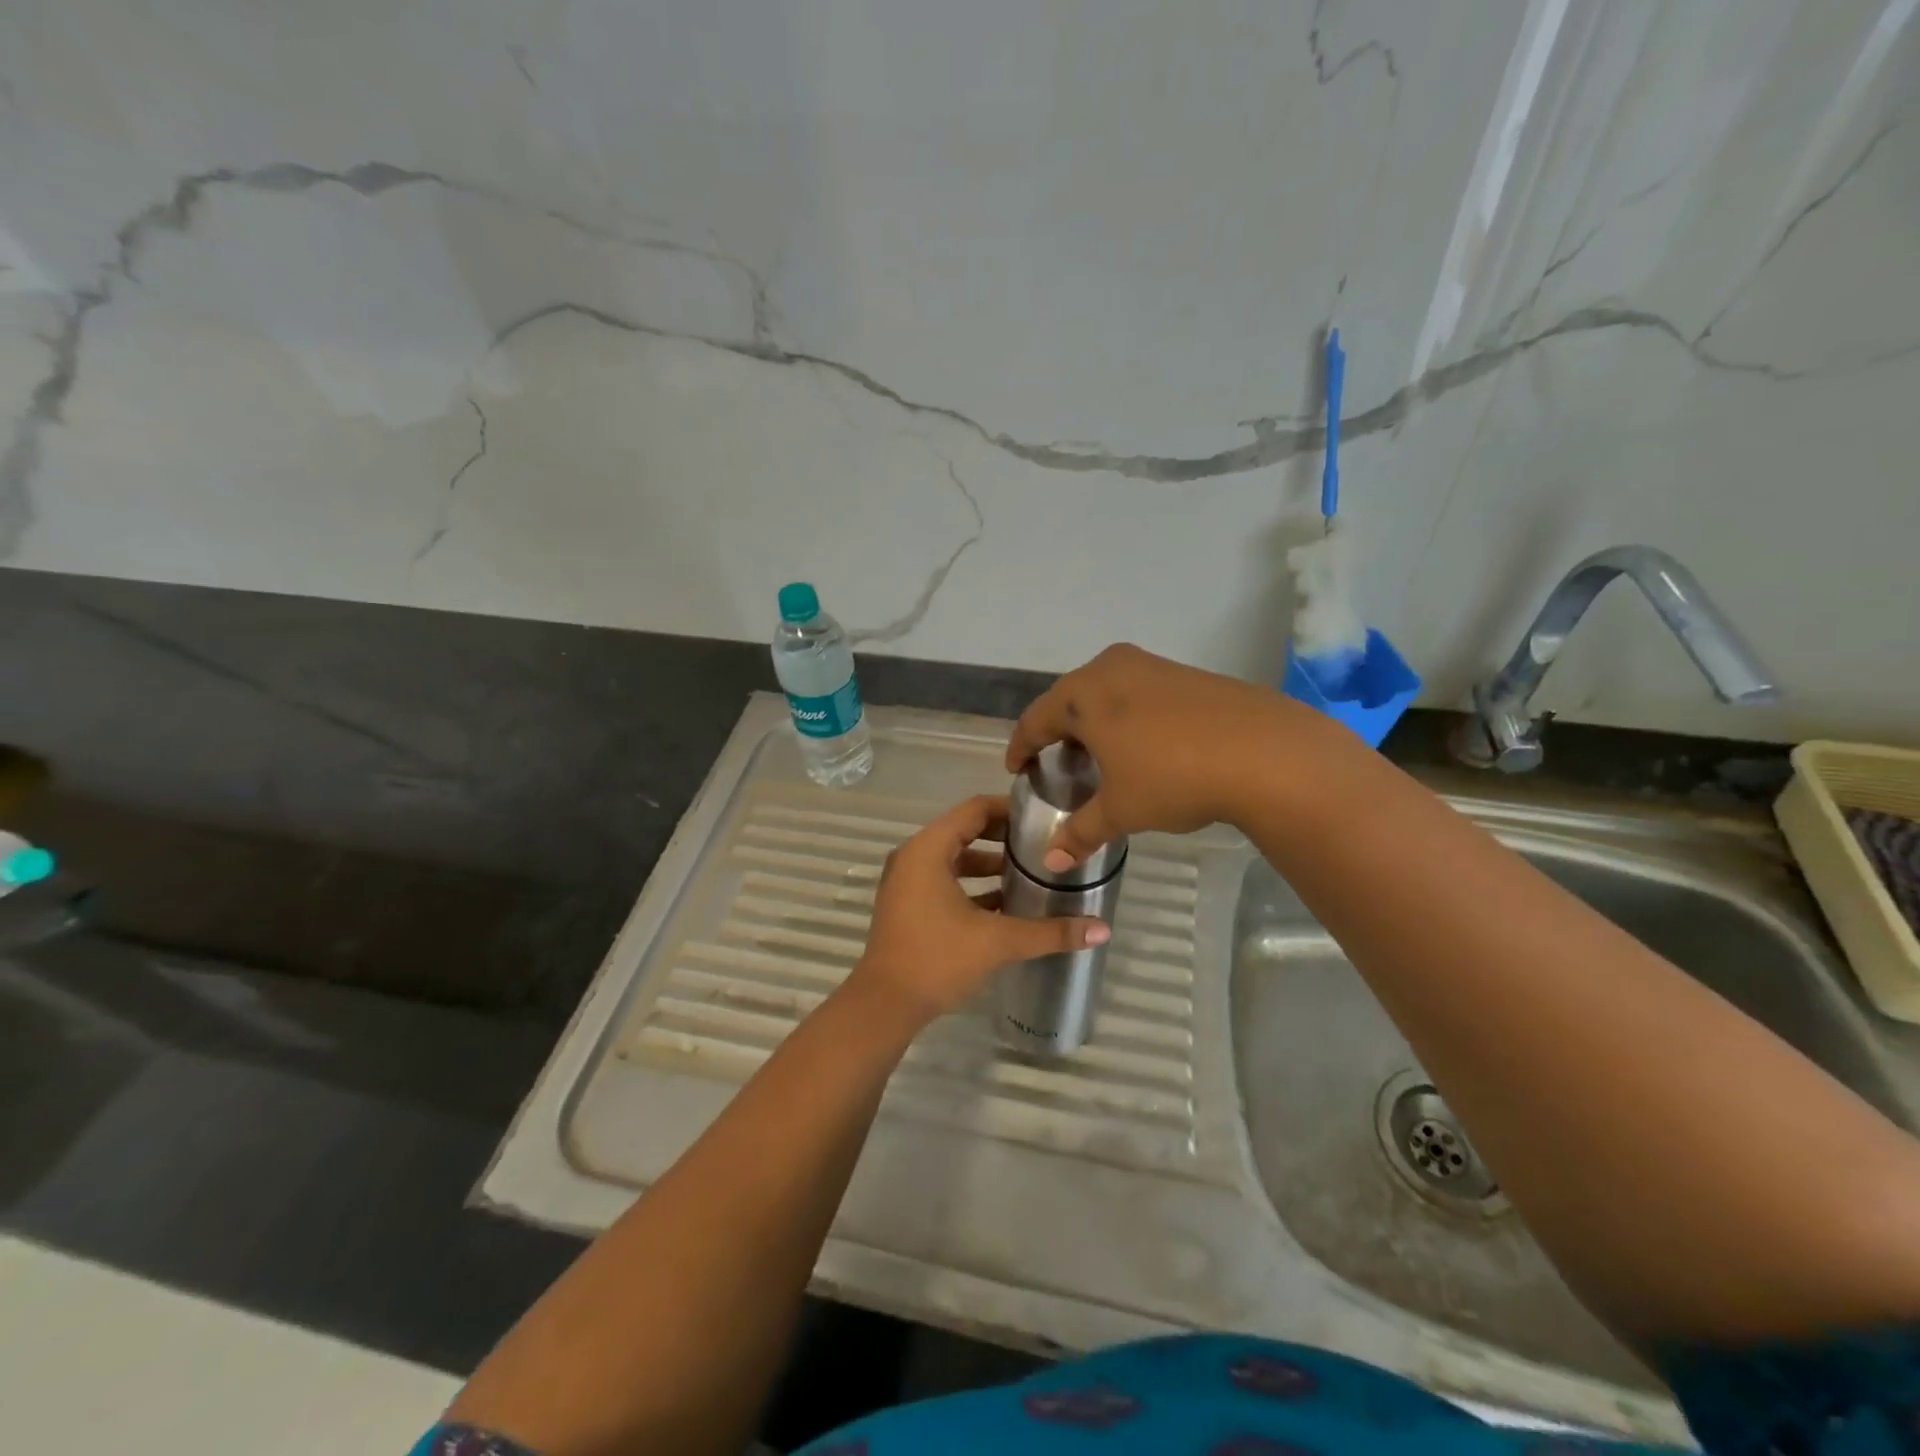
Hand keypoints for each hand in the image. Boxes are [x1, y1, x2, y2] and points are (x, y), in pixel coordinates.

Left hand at [845, 794, 1111, 1032]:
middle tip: (1041, 845)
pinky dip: (971, 885)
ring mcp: (906, 881)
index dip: (1009, 810)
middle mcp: (913, 857)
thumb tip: (1102, 930)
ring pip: (954, 859)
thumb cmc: (937, 959)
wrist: (885, 1005)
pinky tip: (1004, 905)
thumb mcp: (998, 941)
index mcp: (928, 849)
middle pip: (964, 831)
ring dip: (988, 864)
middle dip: (1002, 838)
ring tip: (1028, 875)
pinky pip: (943, 880)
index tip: (1043, 818)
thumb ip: (1050, 932)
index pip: (974, 810)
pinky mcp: (907, 904)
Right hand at [1005, 643, 1317, 870]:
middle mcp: (1112, 668)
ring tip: (1100, 755)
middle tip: (1058, 763)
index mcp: (1084, 694)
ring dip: (1095, 721)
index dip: (1022, 747)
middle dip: (1059, 731)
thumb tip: (1051, 862)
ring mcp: (1152, 666)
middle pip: (1069, 700)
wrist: (1266, 753)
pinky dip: (1128, 715)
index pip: (1036, 719)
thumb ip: (1081, 832)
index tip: (1016, 767)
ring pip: (1106, 692)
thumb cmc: (1174, 777)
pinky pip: (1138, 692)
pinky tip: (1143, 744)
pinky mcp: (1186, 673)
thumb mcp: (1122, 809)